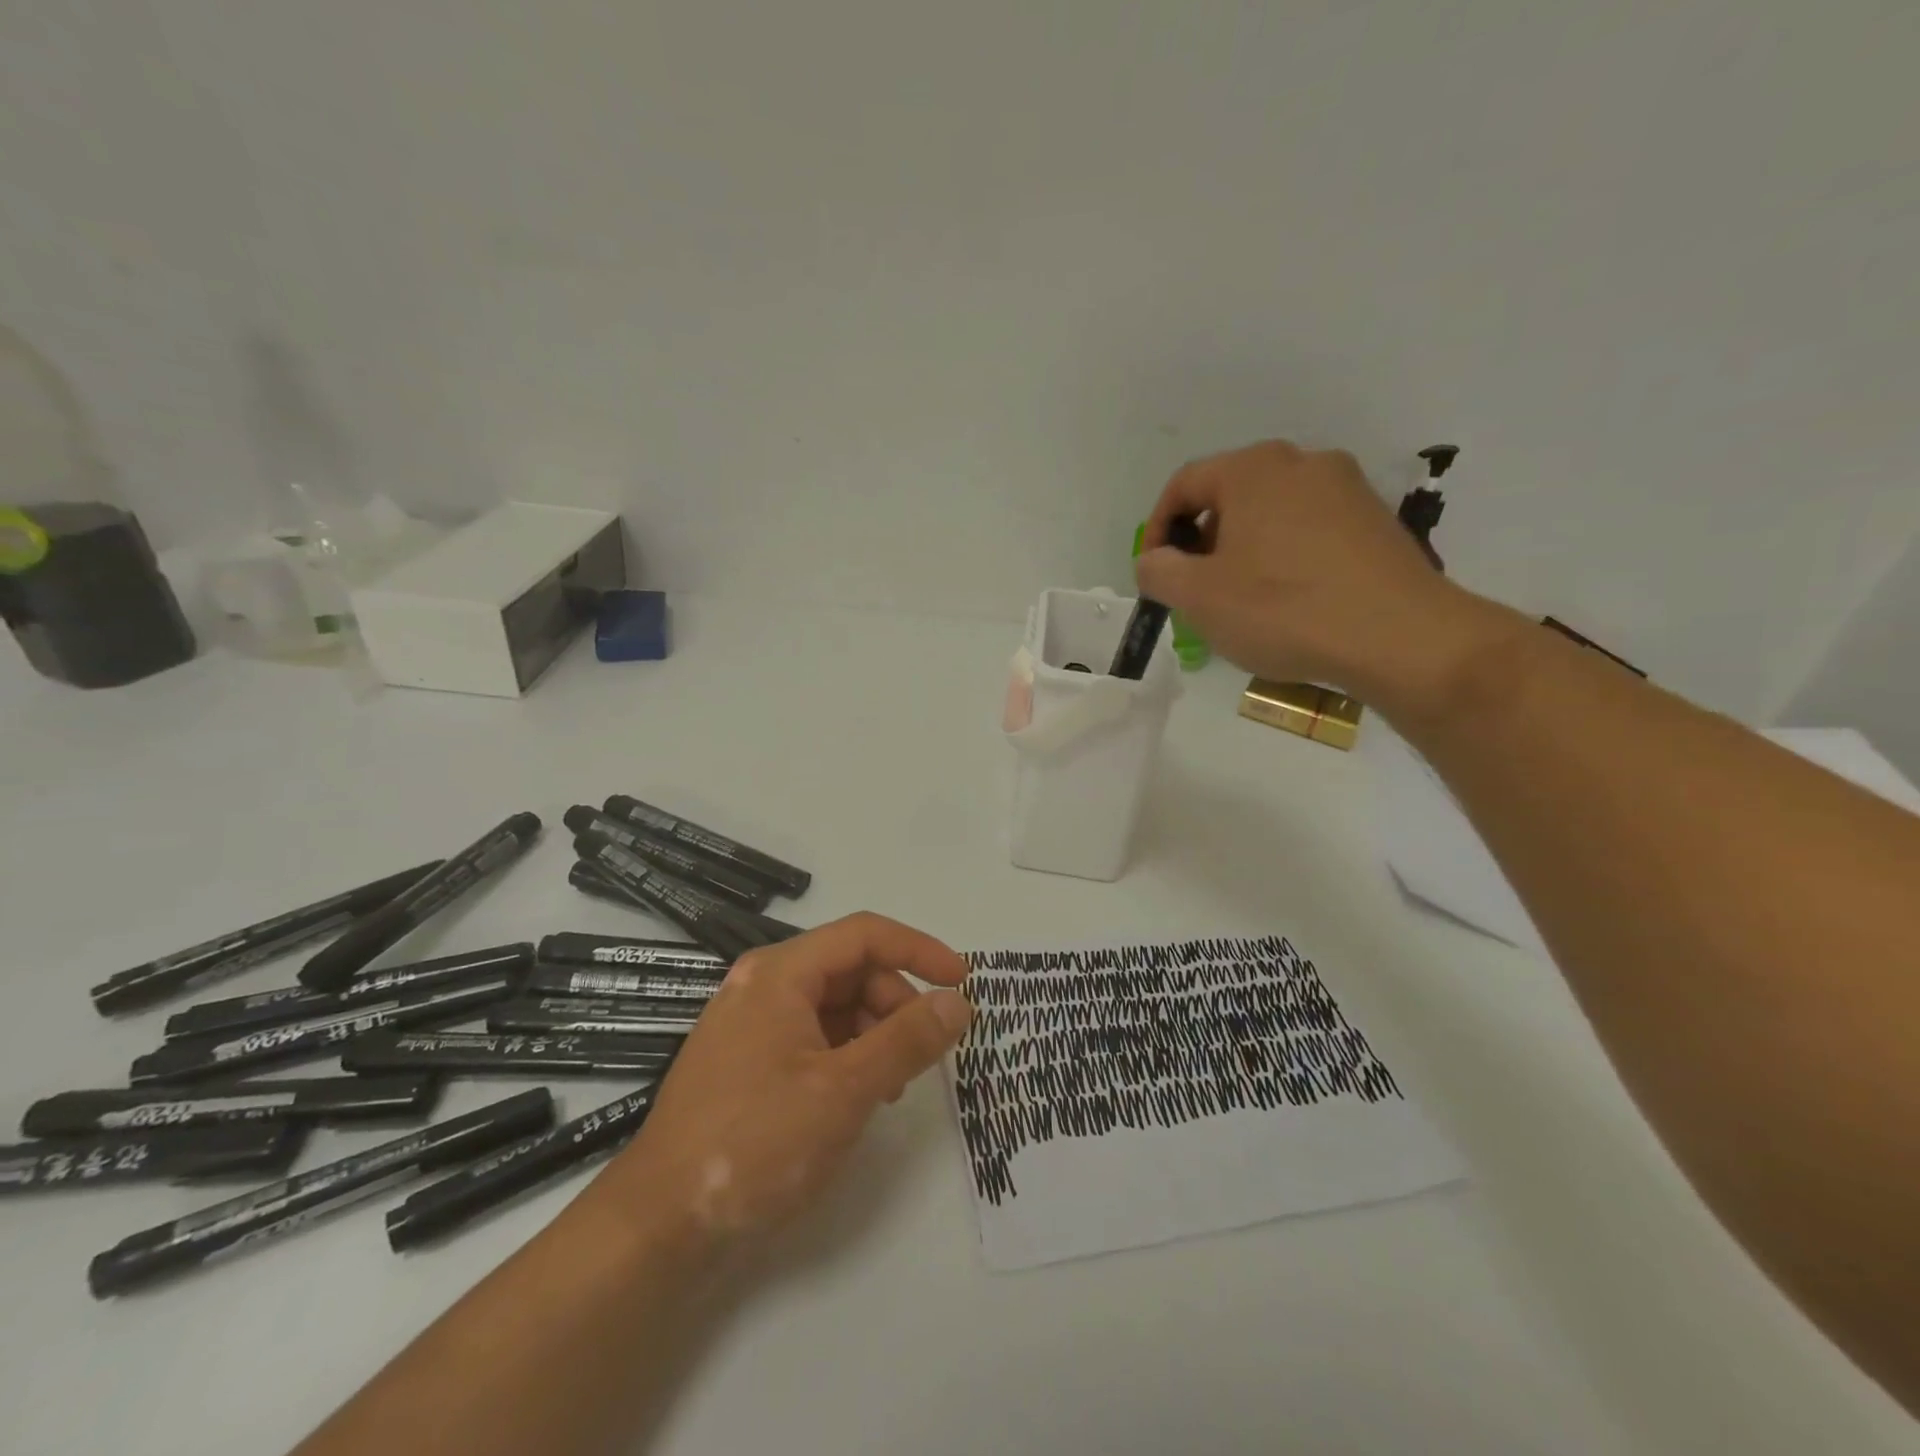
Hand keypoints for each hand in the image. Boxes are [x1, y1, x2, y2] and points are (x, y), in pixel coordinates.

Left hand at [592, 913, 972, 1258]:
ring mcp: (750, 1023)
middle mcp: (762, 984)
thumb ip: (907, 1040)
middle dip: (896, 1002)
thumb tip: (957, 1002)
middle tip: (923, 1052)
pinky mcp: (746, 1060)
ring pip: (833, 1004)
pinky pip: (812, 1036)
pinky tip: (858, 1097)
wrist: (659, 1225)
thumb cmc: (755, 1143)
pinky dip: (846, 1055)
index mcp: (779, 973)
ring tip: (891, 1085)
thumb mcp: (845, 1090)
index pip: (865, 934)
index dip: (919, 950)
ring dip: (874, 1032)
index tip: (961, 982)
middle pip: (850, 968)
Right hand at [1135, 440, 1504, 711]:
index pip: (1184, 485)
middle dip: (1201, 542)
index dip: (1157, 528)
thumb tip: (1154, 560)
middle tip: (1194, 590)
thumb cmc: (1283, 609)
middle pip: (1229, 496)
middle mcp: (1301, 462)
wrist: (1399, 637)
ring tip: (1240, 601)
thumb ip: (1158, 571)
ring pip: (1270, 513)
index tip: (1155, 572)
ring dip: (1242, 551)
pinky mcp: (1375, 520)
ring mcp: (1346, 488)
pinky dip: (1283, 557)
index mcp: (1253, 469)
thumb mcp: (1198, 597)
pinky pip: (1309, 530)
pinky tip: (1288, 602)